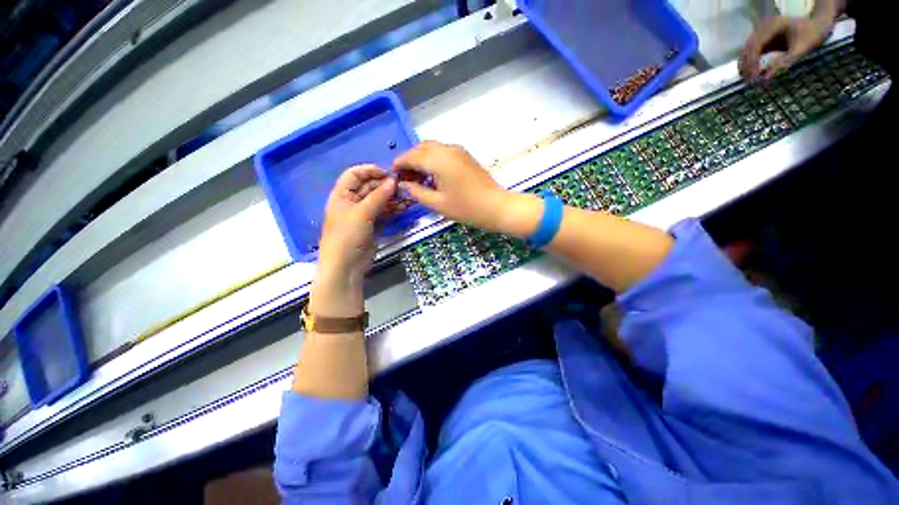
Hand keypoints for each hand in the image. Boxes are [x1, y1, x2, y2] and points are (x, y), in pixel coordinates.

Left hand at [314, 165, 395, 312]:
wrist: (346, 266)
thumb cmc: (347, 235)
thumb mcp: (362, 213)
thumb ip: (379, 196)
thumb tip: (393, 181)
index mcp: (342, 195)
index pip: (354, 174)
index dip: (369, 171)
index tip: (388, 173)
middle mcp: (352, 202)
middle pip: (369, 187)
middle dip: (385, 186)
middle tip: (402, 187)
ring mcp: (363, 215)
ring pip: (379, 201)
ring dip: (392, 198)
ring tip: (406, 198)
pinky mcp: (373, 226)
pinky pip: (384, 213)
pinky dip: (393, 210)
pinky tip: (403, 208)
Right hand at [391, 142, 507, 231]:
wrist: (496, 207)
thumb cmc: (466, 208)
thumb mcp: (437, 204)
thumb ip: (416, 192)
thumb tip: (404, 184)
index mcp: (438, 160)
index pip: (411, 156)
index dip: (398, 165)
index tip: (392, 176)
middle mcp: (447, 149)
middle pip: (420, 149)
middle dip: (409, 161)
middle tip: (405, 180)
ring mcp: (458, 151)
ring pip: (431, 149)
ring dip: (420, 160)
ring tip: (418, 180)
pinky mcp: (464, 156)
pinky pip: (442, 153)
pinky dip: (432, 160)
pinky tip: (432, 177)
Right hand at [739, 15, 832, 79]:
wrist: (818, 25)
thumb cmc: (812, 36)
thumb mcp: (800, 50)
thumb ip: (783, 63)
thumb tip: (765, 78)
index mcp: (771, 27)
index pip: (754, 47)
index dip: (751, 64)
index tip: (753, 79)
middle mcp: (763, 28)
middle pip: (747, 50)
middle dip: (745, 66)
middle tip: (748, 82)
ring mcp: (763, 33)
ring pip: (747, 51)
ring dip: (746, 66)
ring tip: (750, 80)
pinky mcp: (765, 39)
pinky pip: (753, 52)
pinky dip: (752, 63)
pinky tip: (754, 73)